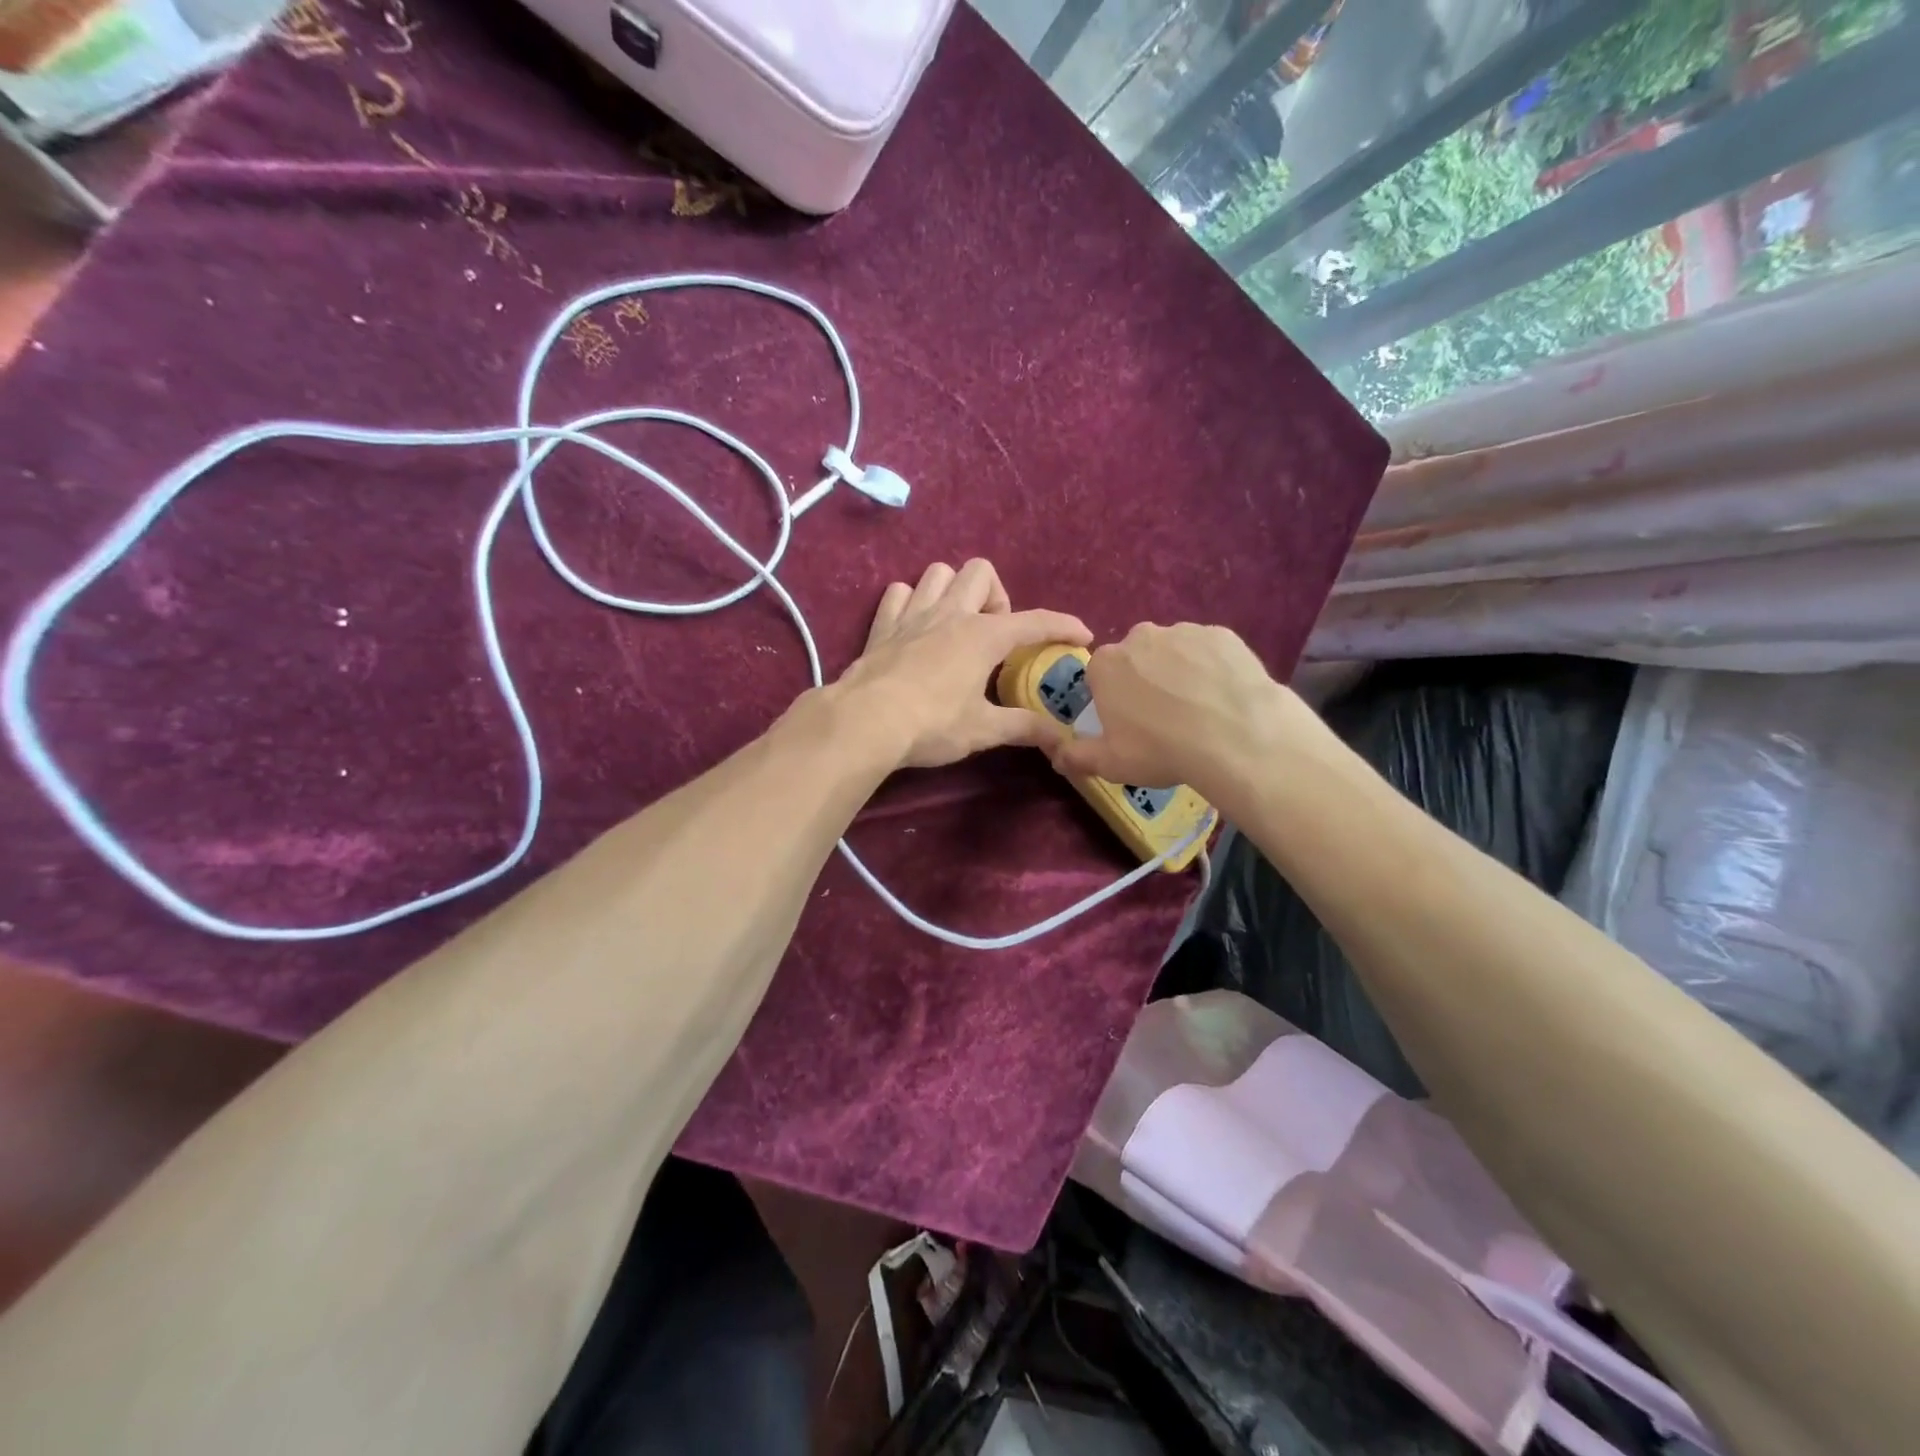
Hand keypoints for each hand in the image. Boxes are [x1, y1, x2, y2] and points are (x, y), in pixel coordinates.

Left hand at [836, 560, 1090, 769]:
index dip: (1063, 626)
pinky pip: (899, 593)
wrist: (865, 722)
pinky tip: (916, 625)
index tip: (1082, 635)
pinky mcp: (882, 626)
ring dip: (953, 590)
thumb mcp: (983, 730)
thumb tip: (1060, 737)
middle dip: (997, 596)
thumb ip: (1024, 728)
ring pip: (938, 573)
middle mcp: (950, 614)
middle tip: (996, 635)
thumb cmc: (932, 724)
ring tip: (957, 624)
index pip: (1035, 621)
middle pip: (981, 572)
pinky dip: (911, 601)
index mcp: (983, 636)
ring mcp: (913, 614)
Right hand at [1049, 623, 1293, 797]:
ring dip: (1179, 672)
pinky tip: (1224, 697)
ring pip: (1174, 651)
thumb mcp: (1111, 764)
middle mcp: (1140, 636)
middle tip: (1164, 718)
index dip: (1113, 700)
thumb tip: (1056, 756)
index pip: (1100, 676)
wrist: (1235, 736)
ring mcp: (1184, 631)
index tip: (1129, 723)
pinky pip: (1210, 651)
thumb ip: (1077, 757)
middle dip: (1145, 680)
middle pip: (1136, 658)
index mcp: (1106, 664)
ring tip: (1199, 710)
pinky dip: (1212, 668)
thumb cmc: (1161, 750)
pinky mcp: (1222, 634)